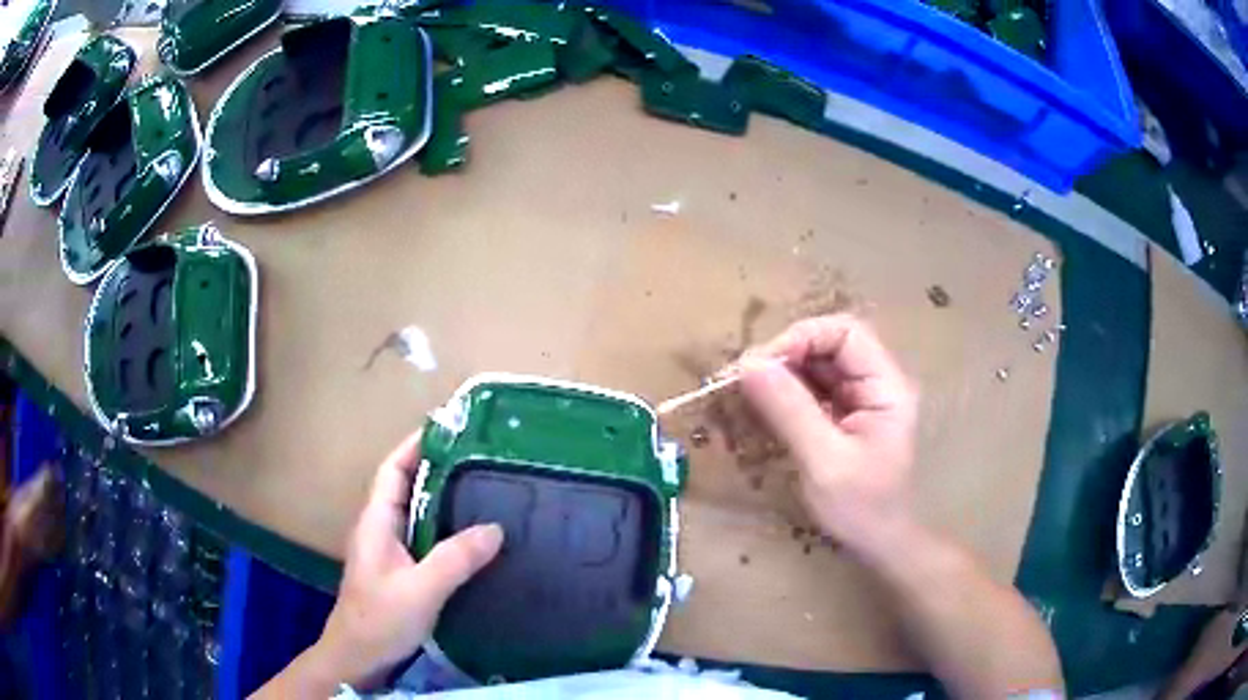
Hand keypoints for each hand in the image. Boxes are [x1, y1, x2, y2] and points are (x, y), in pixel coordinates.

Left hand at [314, 431, 502, 688]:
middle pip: (406, 486)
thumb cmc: (380, 619)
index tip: (449, 428)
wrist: (357, 658)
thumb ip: (455, 558)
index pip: (393, 470)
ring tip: (483, 490)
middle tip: (479, 457)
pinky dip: (446, 529)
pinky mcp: (400, 571)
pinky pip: (424, 538)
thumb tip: (495, 527)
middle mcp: (380, 528)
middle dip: (437, 467)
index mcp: (376, 521)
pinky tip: (471, 538)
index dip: (416, 445)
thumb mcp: (421, 589)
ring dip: (443, 499)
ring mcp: (389, 551)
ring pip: (416, 514)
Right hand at [739, 315, 918, 555]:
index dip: (802, 338)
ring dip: (782, 372)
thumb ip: (789, 410)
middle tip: (744, 377)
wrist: (880, 543)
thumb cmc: (861, 508)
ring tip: (746, 390)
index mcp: (887, 386)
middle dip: (787, 354)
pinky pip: (813, 388)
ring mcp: (862, 398)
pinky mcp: (846, 414)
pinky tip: (764, 405)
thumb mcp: (824, 461)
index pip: (846, 333)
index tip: (761, 365)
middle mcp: (877, 382)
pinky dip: (786, 392)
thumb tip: (748, 365)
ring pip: (818, 364)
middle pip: (830, 343)